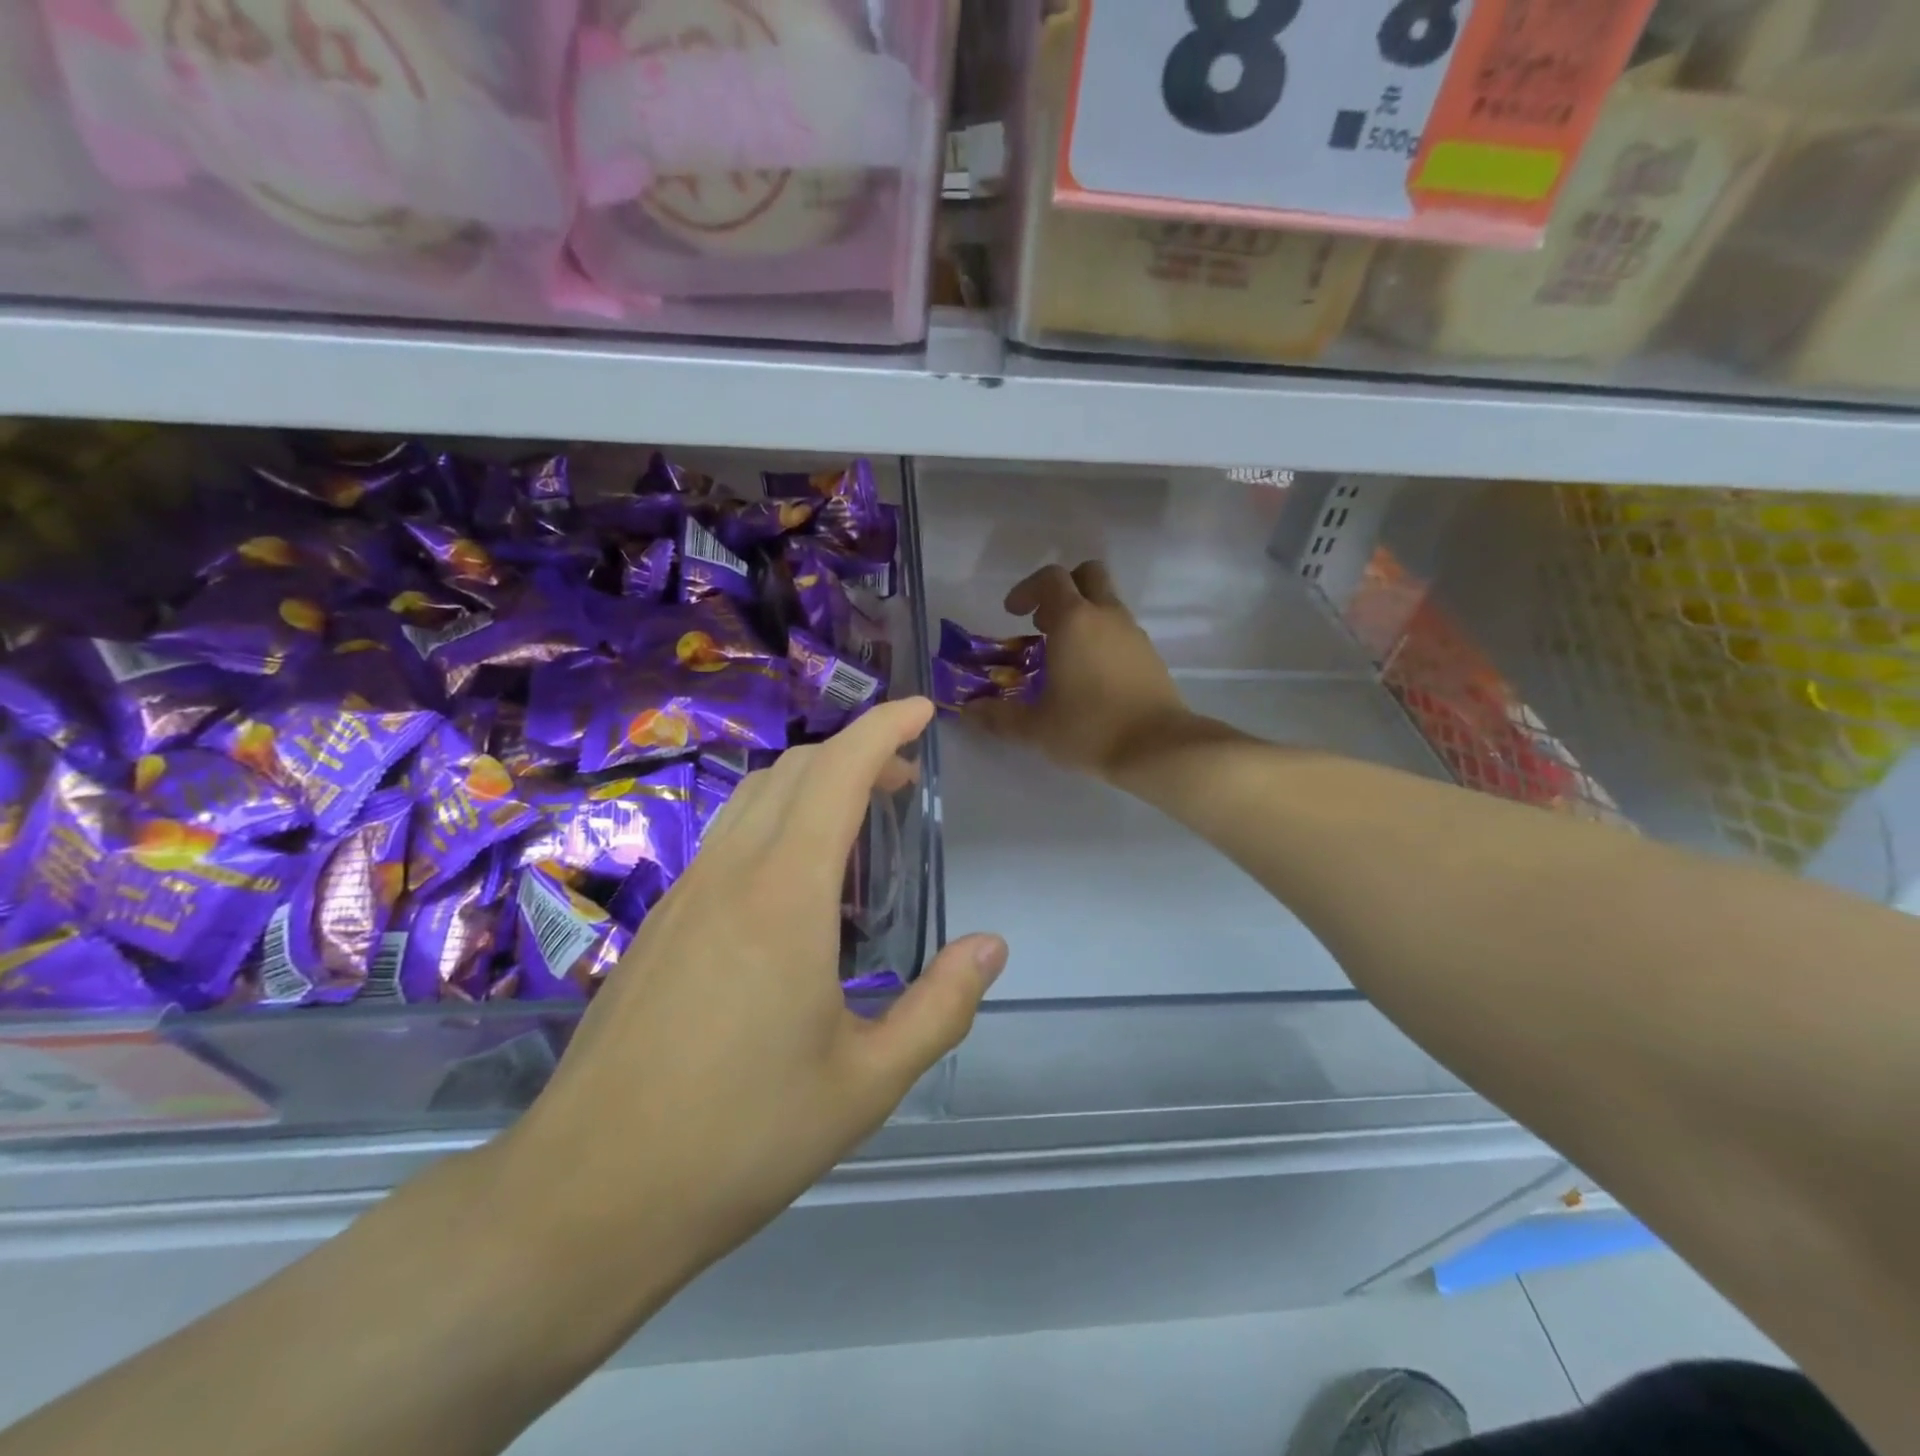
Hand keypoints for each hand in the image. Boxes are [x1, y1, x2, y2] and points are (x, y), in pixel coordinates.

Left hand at [507, 698, 1006, 1277]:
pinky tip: (797, 880)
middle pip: (794, 772)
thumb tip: (991, 946)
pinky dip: (776, 820)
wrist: (587, 1196)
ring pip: (753, 798)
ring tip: (858, 817)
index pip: (837, 773)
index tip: (922, 711)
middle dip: (855, 752)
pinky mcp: (660, 924)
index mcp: (785, 896)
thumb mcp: (866, 1084)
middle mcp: (730, 875)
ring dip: (811, 782)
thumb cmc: (741, 1139)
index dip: (883, 729)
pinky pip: (726, 837)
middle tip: (903, 779)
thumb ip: (940, 1008)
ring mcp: (685, 895)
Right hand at [969, 562, 1188, 779]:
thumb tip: (969, 709)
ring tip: (1063, 657)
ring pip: (1107, 603)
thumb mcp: (1035, 727)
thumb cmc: (1089, 728)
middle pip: (1087, 574)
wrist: (1158, 748)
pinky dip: (1102, 638)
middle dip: (1062, 590)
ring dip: (1083, 616)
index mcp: (1074, 620)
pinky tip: (1091, 677)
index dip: (1027, 589)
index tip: (1013, 614)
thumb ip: (999, 715)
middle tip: (1043, 623)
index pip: (1051, 578)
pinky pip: (1121, 630)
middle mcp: (1106, 616)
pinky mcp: (1150, 654)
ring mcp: (1133, 633)